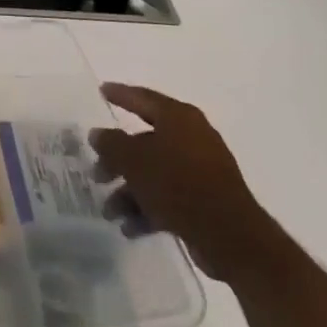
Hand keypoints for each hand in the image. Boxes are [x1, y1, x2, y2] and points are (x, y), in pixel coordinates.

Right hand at [89, 83, 284, 282]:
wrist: (229, 235)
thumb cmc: (177, 183)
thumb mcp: (133, 160)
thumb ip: (111, 144)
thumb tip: (98, 134)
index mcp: (179, 118)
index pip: (143, 98)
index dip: (120, 94)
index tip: (101, 91)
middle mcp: (192, 138)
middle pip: (144, 142)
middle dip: (117, 160)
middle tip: (96, 173)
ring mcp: (201, 170)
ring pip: (154, 173)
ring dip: (129, 191)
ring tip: (110, 211)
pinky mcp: (206, 200)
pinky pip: (169, 197)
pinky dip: (148, 208)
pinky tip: (129, 227)